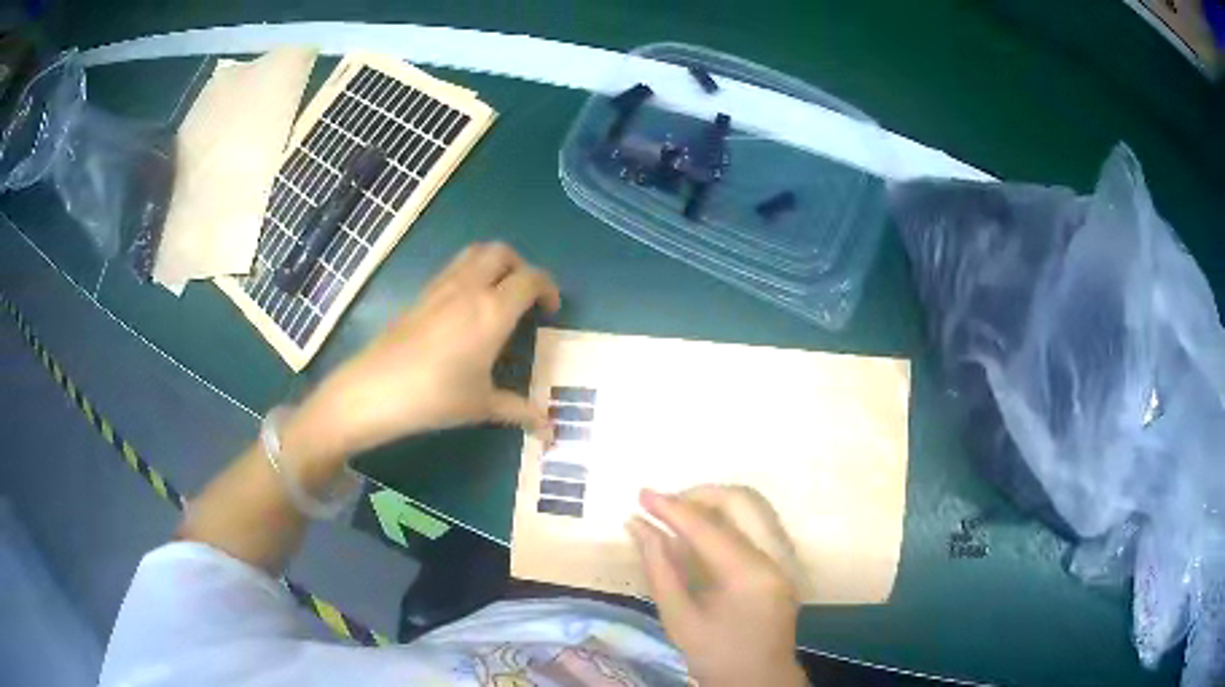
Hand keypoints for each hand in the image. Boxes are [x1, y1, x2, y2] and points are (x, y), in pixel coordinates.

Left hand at [287, 243, 559, 462]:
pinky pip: (453, 268)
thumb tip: (549, 428)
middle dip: (521, 266)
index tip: (550, 310)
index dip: (548, 288)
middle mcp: (469, 287)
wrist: (375, 390)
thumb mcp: (482, 406)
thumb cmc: (435, 397)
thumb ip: (519, 410)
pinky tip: (465, 309)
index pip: (531, 279)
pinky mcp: (421, 295)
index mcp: (493, 310)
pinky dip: (470, 274)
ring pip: (475, 253)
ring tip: (498, 296)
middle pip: (502, 252)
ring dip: (494, 264)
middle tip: (525, 296)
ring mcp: (441, 287)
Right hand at [627, 486, 806, 686]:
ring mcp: (786, 557)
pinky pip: (758, 521)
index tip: (641, 494)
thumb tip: (637, 525)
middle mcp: (775, 557)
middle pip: (742, 501)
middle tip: (663, 507)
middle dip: (699, 495)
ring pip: (753, 506)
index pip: (708, 528)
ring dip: (715, 503)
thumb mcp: (678, 617)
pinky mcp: (785, 561)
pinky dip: (729, 516)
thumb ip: (659, 567)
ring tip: (679, 516)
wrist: (759, 679)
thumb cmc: (714, 655)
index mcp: (749, 576)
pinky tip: (703, 532)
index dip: (672, 507)